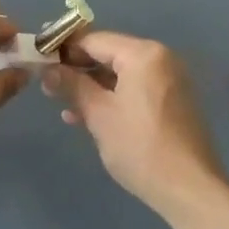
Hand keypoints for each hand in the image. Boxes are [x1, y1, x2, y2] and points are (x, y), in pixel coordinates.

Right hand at [46, 31, 222, 213]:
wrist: (189, 188)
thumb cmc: (139, 146)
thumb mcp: (99, 114)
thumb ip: (71, 85)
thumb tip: (47, 69)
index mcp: (144, 54)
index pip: (95, 39)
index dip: (64, 47)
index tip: (39, 56)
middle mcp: (161, 59)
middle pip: (109, 54)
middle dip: (77, 68)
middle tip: (46, 82)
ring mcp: (169, 81)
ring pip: (121, 74)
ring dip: (91, 86)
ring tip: (61, 102)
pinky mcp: (172, 102)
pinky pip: (135, 89)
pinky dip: (112, 98)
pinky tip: (86, 116)